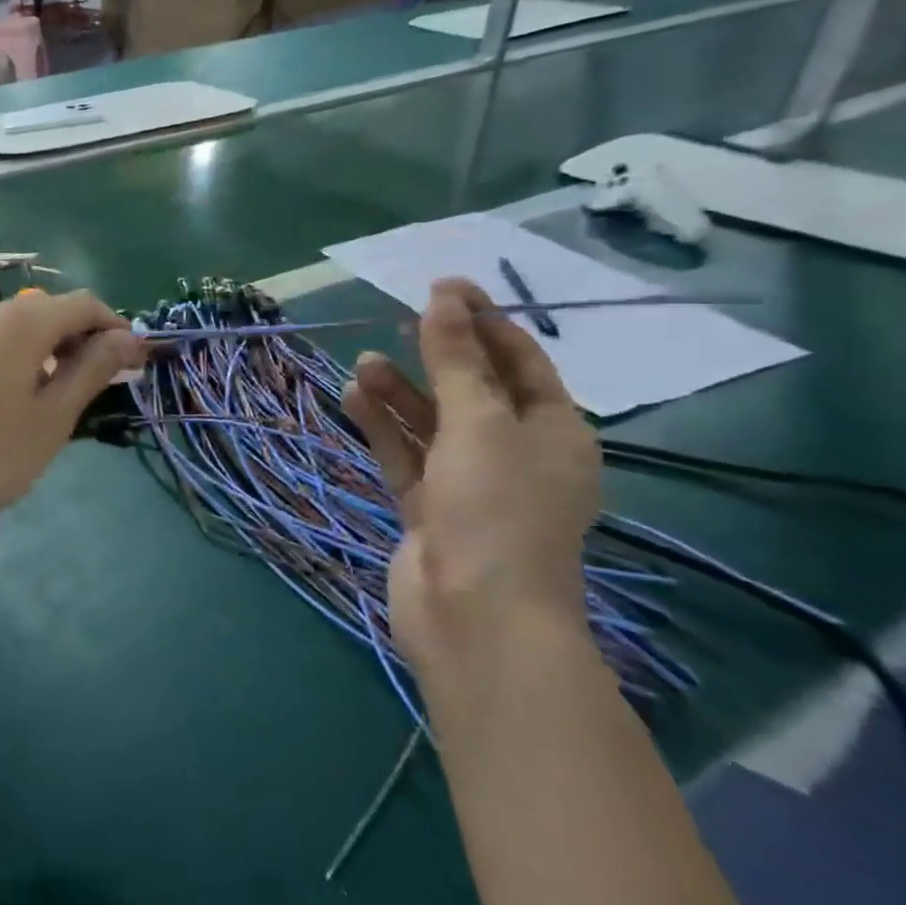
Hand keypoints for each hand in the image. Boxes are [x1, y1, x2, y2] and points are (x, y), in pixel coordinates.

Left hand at [0, 289, 146, 560]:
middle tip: (102, 391)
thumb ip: (89, 372)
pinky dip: (17, 371)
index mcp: (22, 321)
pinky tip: (11, 415)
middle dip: (84, 344)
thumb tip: (126, 339)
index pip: (85, 304)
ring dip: (50, 359)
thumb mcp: (49, 420)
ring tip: (59, 408)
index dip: (117, 329)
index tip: (138, 367)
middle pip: (49, 314)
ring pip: (18, 336)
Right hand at [338, 278, 599, 676]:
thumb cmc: (496, 509)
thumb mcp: (479, 423)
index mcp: (553, 433)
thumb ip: (457, 360)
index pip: (521, 362)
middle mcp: (514, 455)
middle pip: (473, 390)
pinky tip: (352, 396)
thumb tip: (444, 298)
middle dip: (438, 355)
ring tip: (362, 363)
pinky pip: (404, 454)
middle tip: (400, 320)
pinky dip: (382, 426)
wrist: (475, 617)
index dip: (483, 321)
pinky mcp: (429, 509)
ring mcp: (469, 484)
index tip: (442, 287)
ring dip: (400, 391)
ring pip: (431, 423)